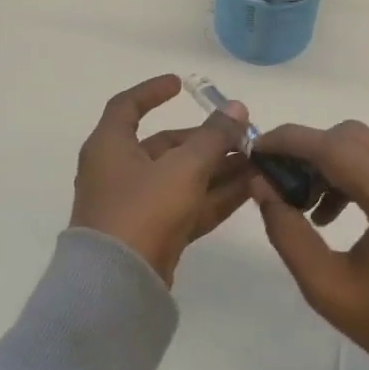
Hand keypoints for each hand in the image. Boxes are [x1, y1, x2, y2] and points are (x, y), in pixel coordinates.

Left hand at [69, 75, 253, 285]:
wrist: (117, 285)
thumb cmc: (142, 209)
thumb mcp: (183, 167)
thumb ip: (214, 137)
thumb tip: (237, 108)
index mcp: (110, 146)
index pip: (127, 106)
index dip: (153, 92)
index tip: (182, 84)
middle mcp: (119, 171)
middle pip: (166, 146)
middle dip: (206, 140)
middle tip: (244, 136)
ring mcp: (136, 205)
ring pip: (182, 178)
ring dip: (217, 169)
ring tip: (257, 162)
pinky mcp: (153, 234)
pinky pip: (187, 205)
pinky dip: (214, 196)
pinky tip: (250, 189)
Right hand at [250, 121, 368, 369]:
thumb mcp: (325, 287)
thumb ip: (287, 231)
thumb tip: (260, 184)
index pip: (334, 147)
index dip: (290, 142)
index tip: (256, 149)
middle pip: (350, 136)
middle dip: (307, 149)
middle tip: (277, 180)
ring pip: (366, 143)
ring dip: (329, 160)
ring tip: (304, 202)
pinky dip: (352, 170)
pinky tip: (333, 208)